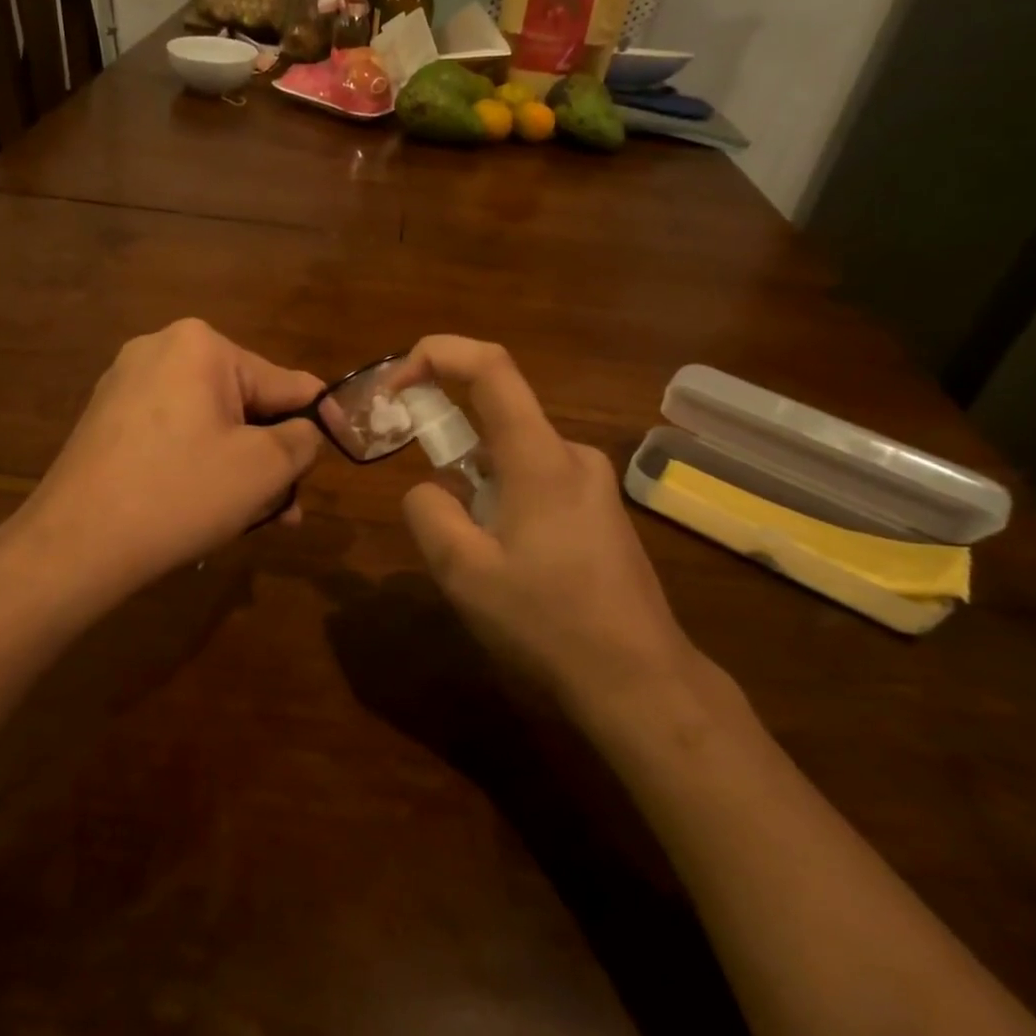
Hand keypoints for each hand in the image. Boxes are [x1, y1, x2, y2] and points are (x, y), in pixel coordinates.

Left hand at [19, 319, 324, 600]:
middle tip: (289, 507)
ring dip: (240, 466)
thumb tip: (304, 431)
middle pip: (245, 403)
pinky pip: (175, 434)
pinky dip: (200, 465)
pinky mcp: (108, 420)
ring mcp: (126, 384)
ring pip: (210, 424)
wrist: (74, 545)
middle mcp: (160, 350)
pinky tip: (210, 506)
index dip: (320, 418)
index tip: (343, 446)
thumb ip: (302, 439)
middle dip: (272, 455)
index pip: (285, 381)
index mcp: (201, 346)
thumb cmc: (180, 494)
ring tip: (257, 518)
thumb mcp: (263, 468)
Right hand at [388, 336, 698, 714]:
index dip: (436, 355)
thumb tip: (429, 489)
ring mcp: (593, 484)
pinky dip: (504, 498)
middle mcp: (571, 455)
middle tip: (427, 501)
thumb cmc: (548, 623)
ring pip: (514, 456)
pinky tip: (509, 562)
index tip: (395, 386)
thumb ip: (429, 513)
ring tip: (472, 553)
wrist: (640, 681)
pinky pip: (538, 481)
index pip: (490, 367)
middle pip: (498, 416)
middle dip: (449, 441)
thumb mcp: (464, 573)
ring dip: (477, 483)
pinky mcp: (601, 512)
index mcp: (539, 457)